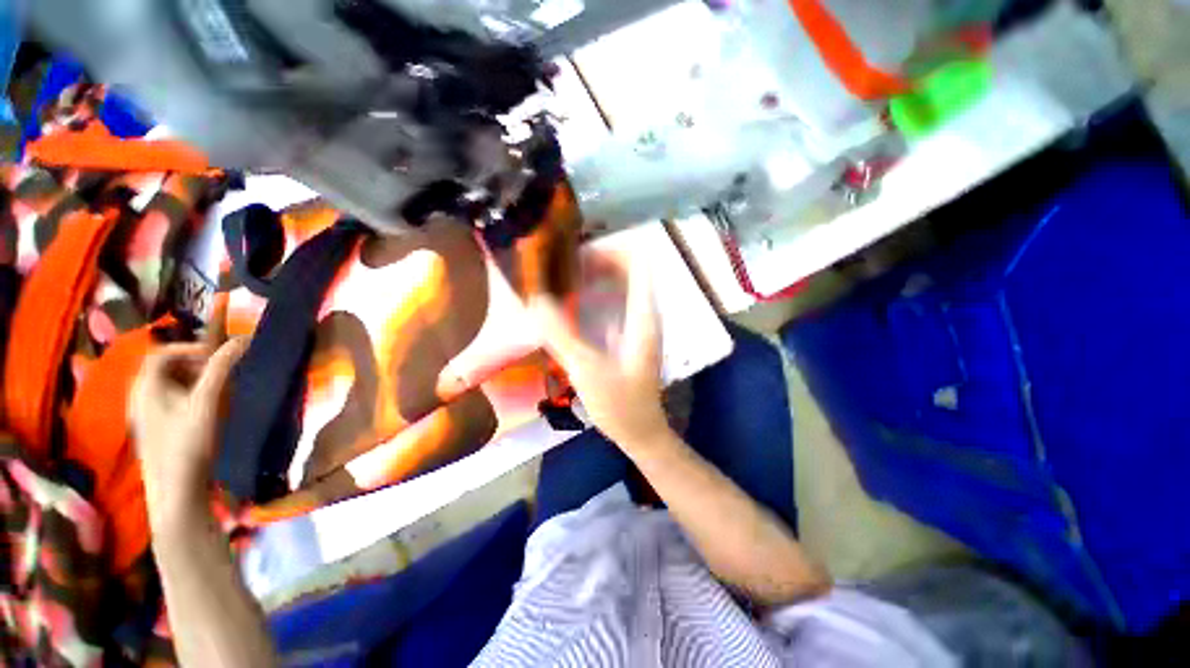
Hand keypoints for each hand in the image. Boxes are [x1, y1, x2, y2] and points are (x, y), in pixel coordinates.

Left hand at [129, 338, 249, 528]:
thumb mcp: (207, 402)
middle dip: (195, 365)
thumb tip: (242, 339)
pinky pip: (169, 401)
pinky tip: (206, 411)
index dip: (189, 348)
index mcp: (144, 386)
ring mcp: (144, 415)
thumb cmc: (188, 442)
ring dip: (195, 381)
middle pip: (164, 368)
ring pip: (168, 385)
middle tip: (221, 374)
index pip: (161, 352)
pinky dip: (190, 397)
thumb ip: (222, 368)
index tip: (217, 356)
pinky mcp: (154, 429)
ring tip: (218, 392)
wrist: (176, 489)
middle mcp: (139, 396)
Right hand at [530, 255, 669, 450]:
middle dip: (598, 262)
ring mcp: (639, 326)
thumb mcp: (586, 369)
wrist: (641, 432)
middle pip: (629, 271)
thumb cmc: (619, 404)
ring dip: (596, 278)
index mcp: (642, 317)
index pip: (638, 264)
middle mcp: (645, 315)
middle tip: (563, 267)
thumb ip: (560, 334)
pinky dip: (597, 297)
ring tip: (564, 281)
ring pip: (622, 287)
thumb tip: (535, 300)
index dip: (610, 251)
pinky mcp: (630, 337)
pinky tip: (574, 306)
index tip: (577, 256)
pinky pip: (616, 304)